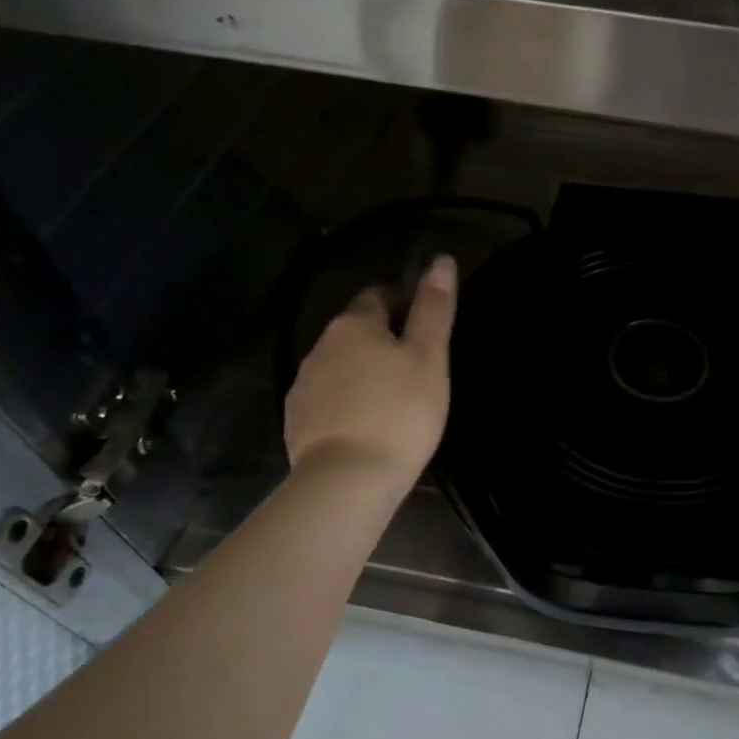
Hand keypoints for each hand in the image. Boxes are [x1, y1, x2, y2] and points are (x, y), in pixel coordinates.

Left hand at [284, 255, 456, 488]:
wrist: (347, 478)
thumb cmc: (400, 411)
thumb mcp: (429, 357)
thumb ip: (434, 308)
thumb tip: (441, 260)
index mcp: (354, 324)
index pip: (378, 295)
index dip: (402, 302)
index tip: (424, 325)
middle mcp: (321, 345)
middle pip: (355, 330)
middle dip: (381, 339)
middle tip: (414, 366)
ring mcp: (304, 383)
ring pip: (339, 364)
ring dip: (362, 370)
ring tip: (392, 397)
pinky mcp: (297, 418)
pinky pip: (327, 397)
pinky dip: (346, 401)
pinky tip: (366, 423)